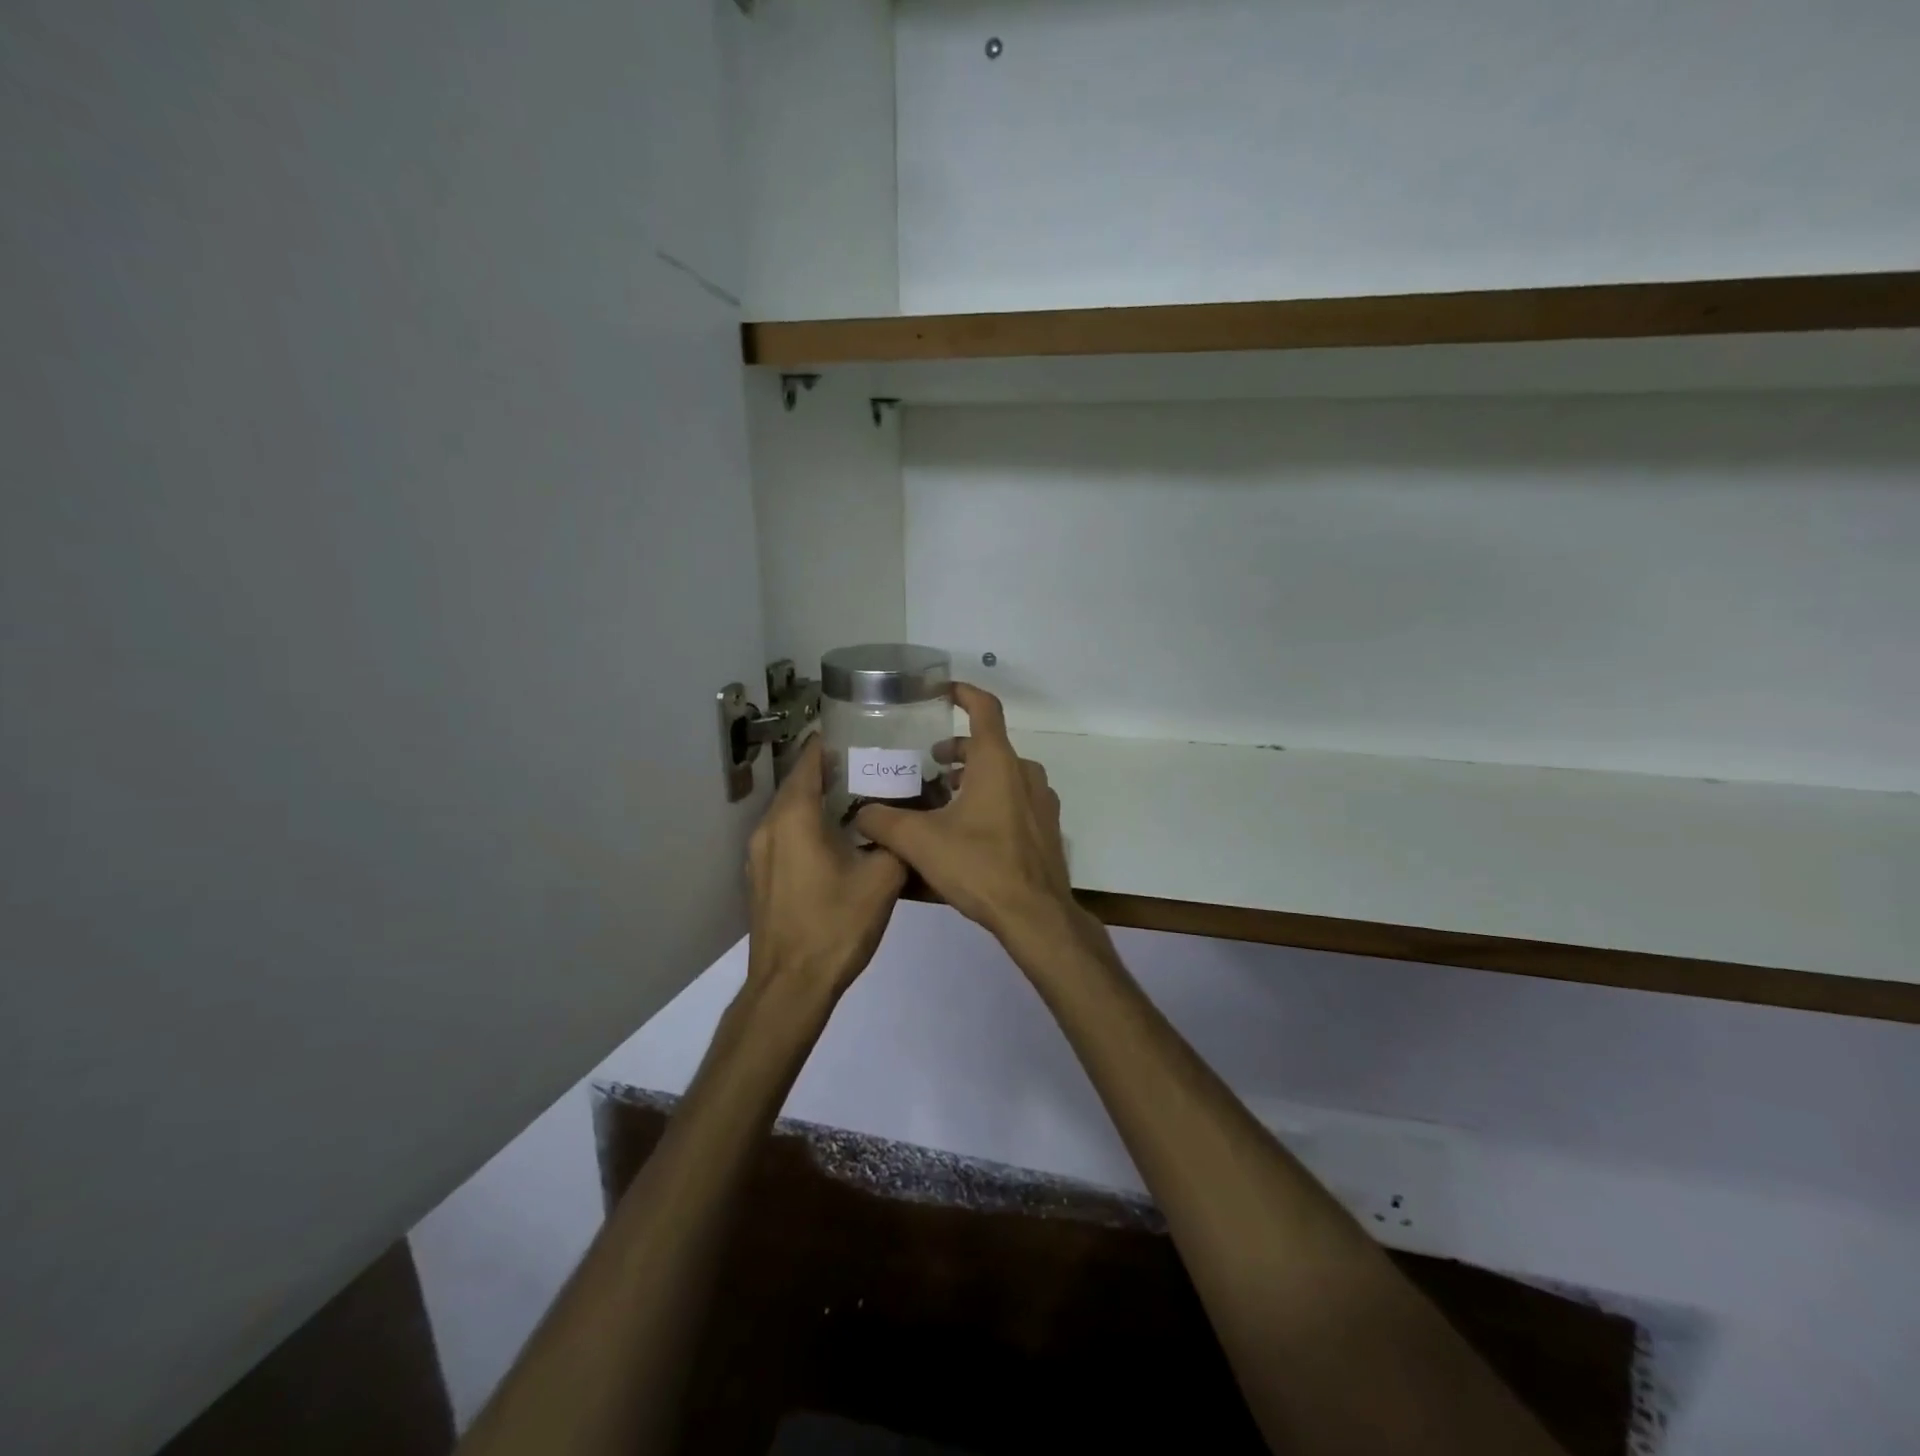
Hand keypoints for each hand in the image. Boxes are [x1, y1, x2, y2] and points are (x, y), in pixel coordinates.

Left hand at [746, 735, 905, 1002]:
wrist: (791, 986)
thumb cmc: (835, 926)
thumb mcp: (882, 880)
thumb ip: (897, 841)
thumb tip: (909, 819)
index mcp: (794, 817)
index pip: (809, 760)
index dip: (833, 741)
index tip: (862, 731)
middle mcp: (769, 827)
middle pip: (799, 782)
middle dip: (832, 769)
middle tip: (873, 762)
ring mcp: (760, 853)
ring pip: (791, 810)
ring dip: (821, 798)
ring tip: (861, 795)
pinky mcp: (762, 876)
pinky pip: (786, 834)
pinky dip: (809, 824)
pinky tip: (840, 836)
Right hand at [854, 684, 1085, 959]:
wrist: (1035, 915)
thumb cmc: (979, 866)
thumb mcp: (920, 842)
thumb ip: (883, 822)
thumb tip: (860, 813)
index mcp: (997, 762)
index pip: (984, 707)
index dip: (962, 693)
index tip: (941, 692)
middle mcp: (1024, 773)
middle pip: (989, 746)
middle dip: (957, 751)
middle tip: (929, 766)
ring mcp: (1041, 801)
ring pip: (1003, 774)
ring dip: (974, 778)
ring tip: (944, 800)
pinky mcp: (1046, 827)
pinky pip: (1016, 799)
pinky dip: (992, 800)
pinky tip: (970, 830)